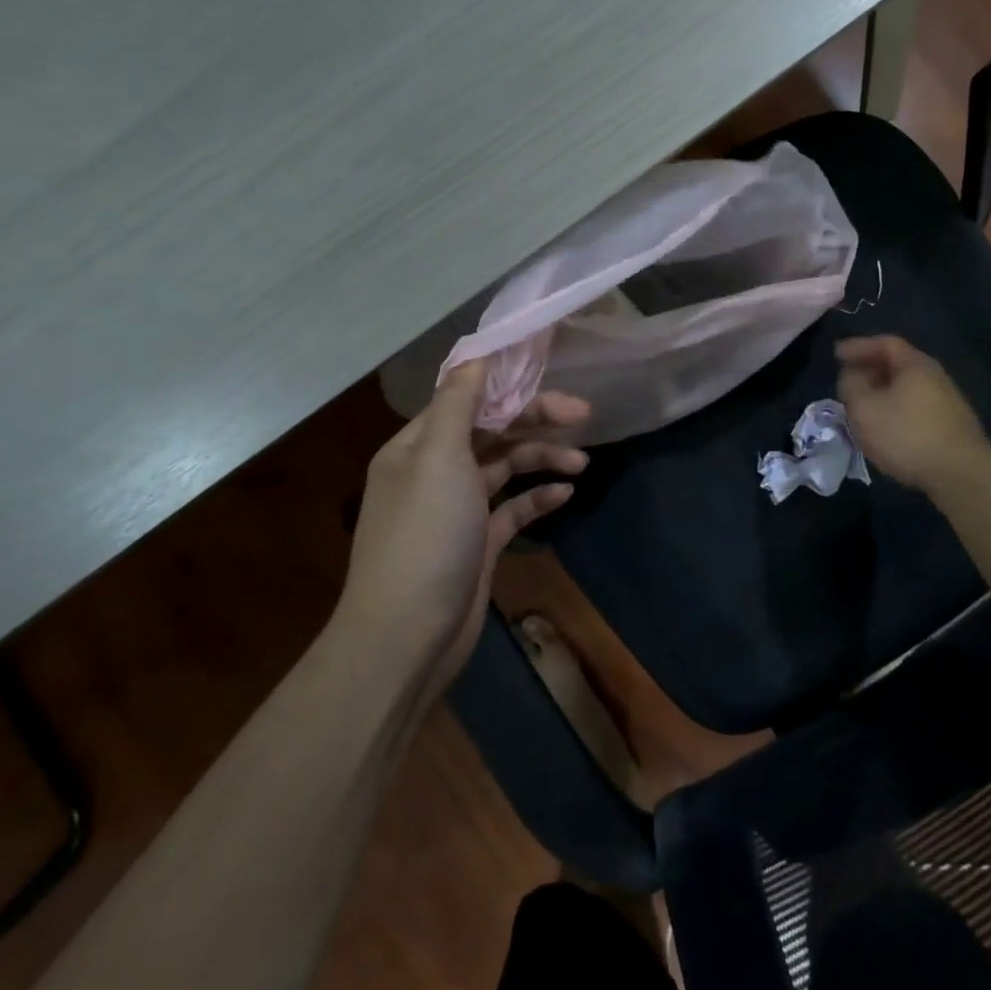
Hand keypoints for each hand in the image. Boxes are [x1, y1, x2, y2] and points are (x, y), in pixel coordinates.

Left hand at [339, 360, 588, 683]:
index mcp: (418, 446)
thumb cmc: (424, 536)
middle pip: (491, 430)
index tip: (549, 369)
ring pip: (506, 468)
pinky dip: (538, 497)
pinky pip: (513, 508)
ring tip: (582, 461)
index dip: (506, 382)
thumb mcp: (438, 458)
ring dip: (542, 457)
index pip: (465, 398)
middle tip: (583, 412)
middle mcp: (435, 471)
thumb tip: (476, 353)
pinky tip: (565, 494)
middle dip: (535, 418)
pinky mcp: (478, 543)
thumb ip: (459, 402)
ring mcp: (457, 509)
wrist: (407, 636)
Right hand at [836, 335, 990, 492]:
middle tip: (847, 381)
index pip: (885, 343)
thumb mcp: (864, 408)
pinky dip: (895, 410)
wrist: (961, 474)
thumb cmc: (907, 435)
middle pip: (898, 365)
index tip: (836, 354)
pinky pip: (914, 408)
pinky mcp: (950, 426)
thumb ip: (851, 386)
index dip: (859, 346)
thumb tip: (851, 376)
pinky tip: (885, 429)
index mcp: (915, 365)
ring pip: (906, 389)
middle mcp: (935, 377)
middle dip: (869, 370)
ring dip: (881, 393)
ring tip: (862, 408)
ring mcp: (947, 402)